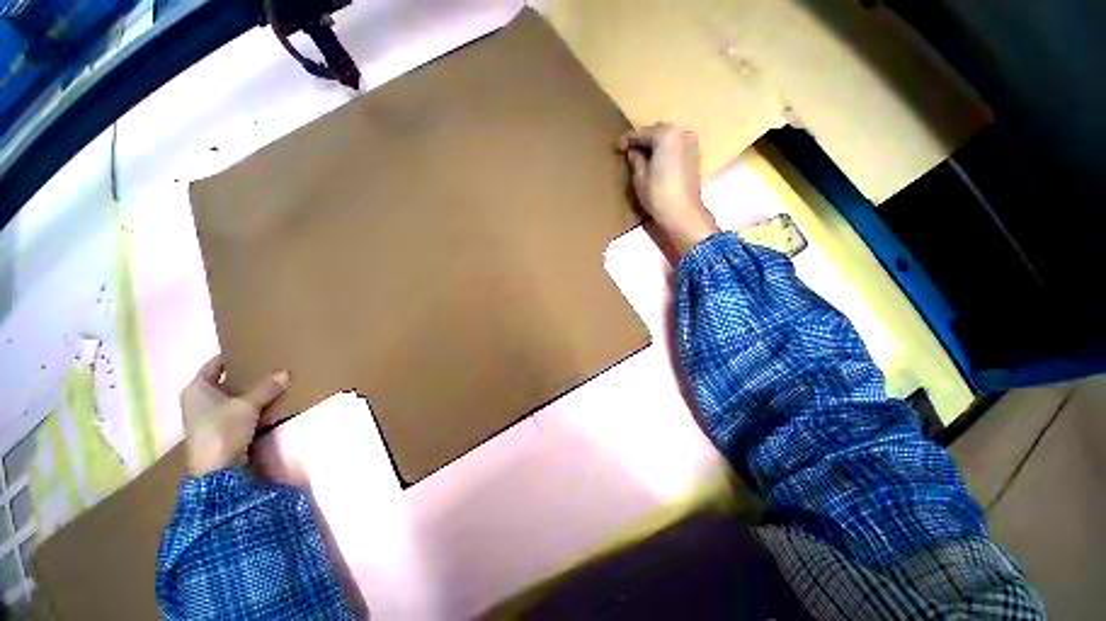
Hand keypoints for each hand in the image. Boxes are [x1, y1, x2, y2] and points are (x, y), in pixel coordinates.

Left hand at [180, 355, 289, 476]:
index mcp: (196, 388)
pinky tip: (265, 403)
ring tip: (271, 382)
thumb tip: (285, 372)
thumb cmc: (223, 429)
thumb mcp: (248, 405)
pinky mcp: (217, 431)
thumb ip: (266, 388)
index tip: (252, 349)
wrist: (216, 470)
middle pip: (223, 381)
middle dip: (244, 375)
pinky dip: (248, 406)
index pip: (214, 364)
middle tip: (267, 365)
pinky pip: (235, 410)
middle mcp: (197, 400)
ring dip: (248, 392)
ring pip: (230, 397)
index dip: (232, 356)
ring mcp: (206, 417)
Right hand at [618, 123, 718, 253]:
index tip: (617, 147)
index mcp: (665, 134)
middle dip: (643, 140)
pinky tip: (657, 160)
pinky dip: (666, 149)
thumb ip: (635, 159)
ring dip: (655, 144)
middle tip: (629, 151)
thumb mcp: (640, 177)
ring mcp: (691, 142)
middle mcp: (681, 132)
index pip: (642, 133)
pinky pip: (676, 145)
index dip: (627, 140)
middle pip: (657, 131)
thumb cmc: (658, 194)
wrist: (683, 212)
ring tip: (642, 156)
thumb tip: (633, 151)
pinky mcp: (695, 154)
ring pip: (668, 137)